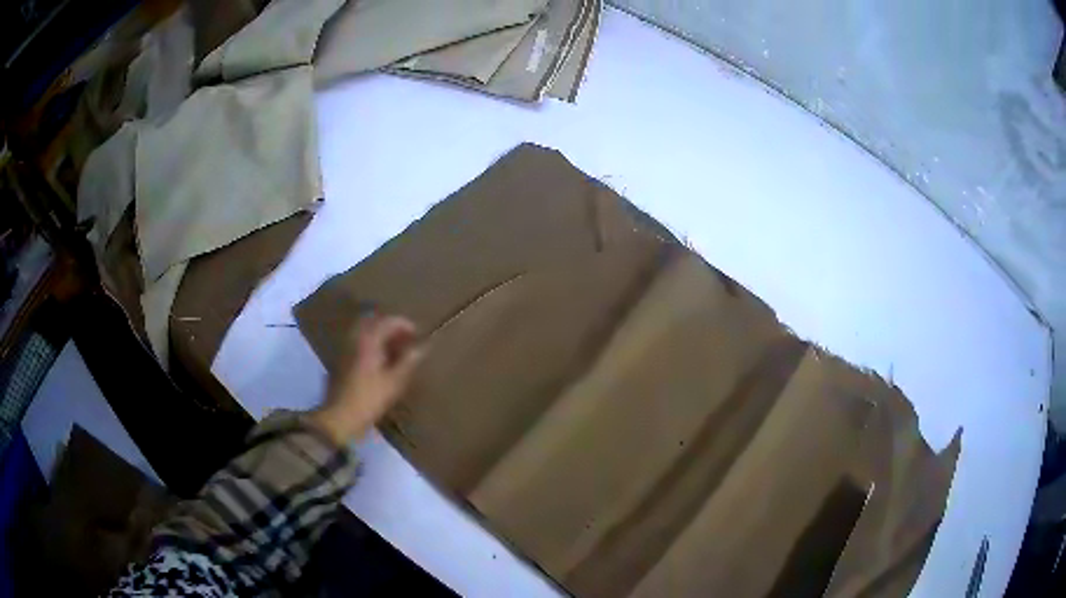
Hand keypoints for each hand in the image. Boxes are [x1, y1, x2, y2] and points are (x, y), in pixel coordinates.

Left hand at [310, 313, 422, 443]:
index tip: (418, 334)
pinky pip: (358, 343)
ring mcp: (345, 348)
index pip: (388, 321)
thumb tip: (422, 346)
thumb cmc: (370, 399)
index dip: (405, 325)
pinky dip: (371, 344)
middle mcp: (355, 338)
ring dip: (380, 335)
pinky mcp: (341, 360)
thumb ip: (409, 361)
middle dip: (390, 327)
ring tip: (395, 349)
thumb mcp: (395, 381)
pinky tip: (380, 360)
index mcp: (368, 340)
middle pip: (373, 322)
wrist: (340, 416)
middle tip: (405, 338)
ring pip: (364, 332)